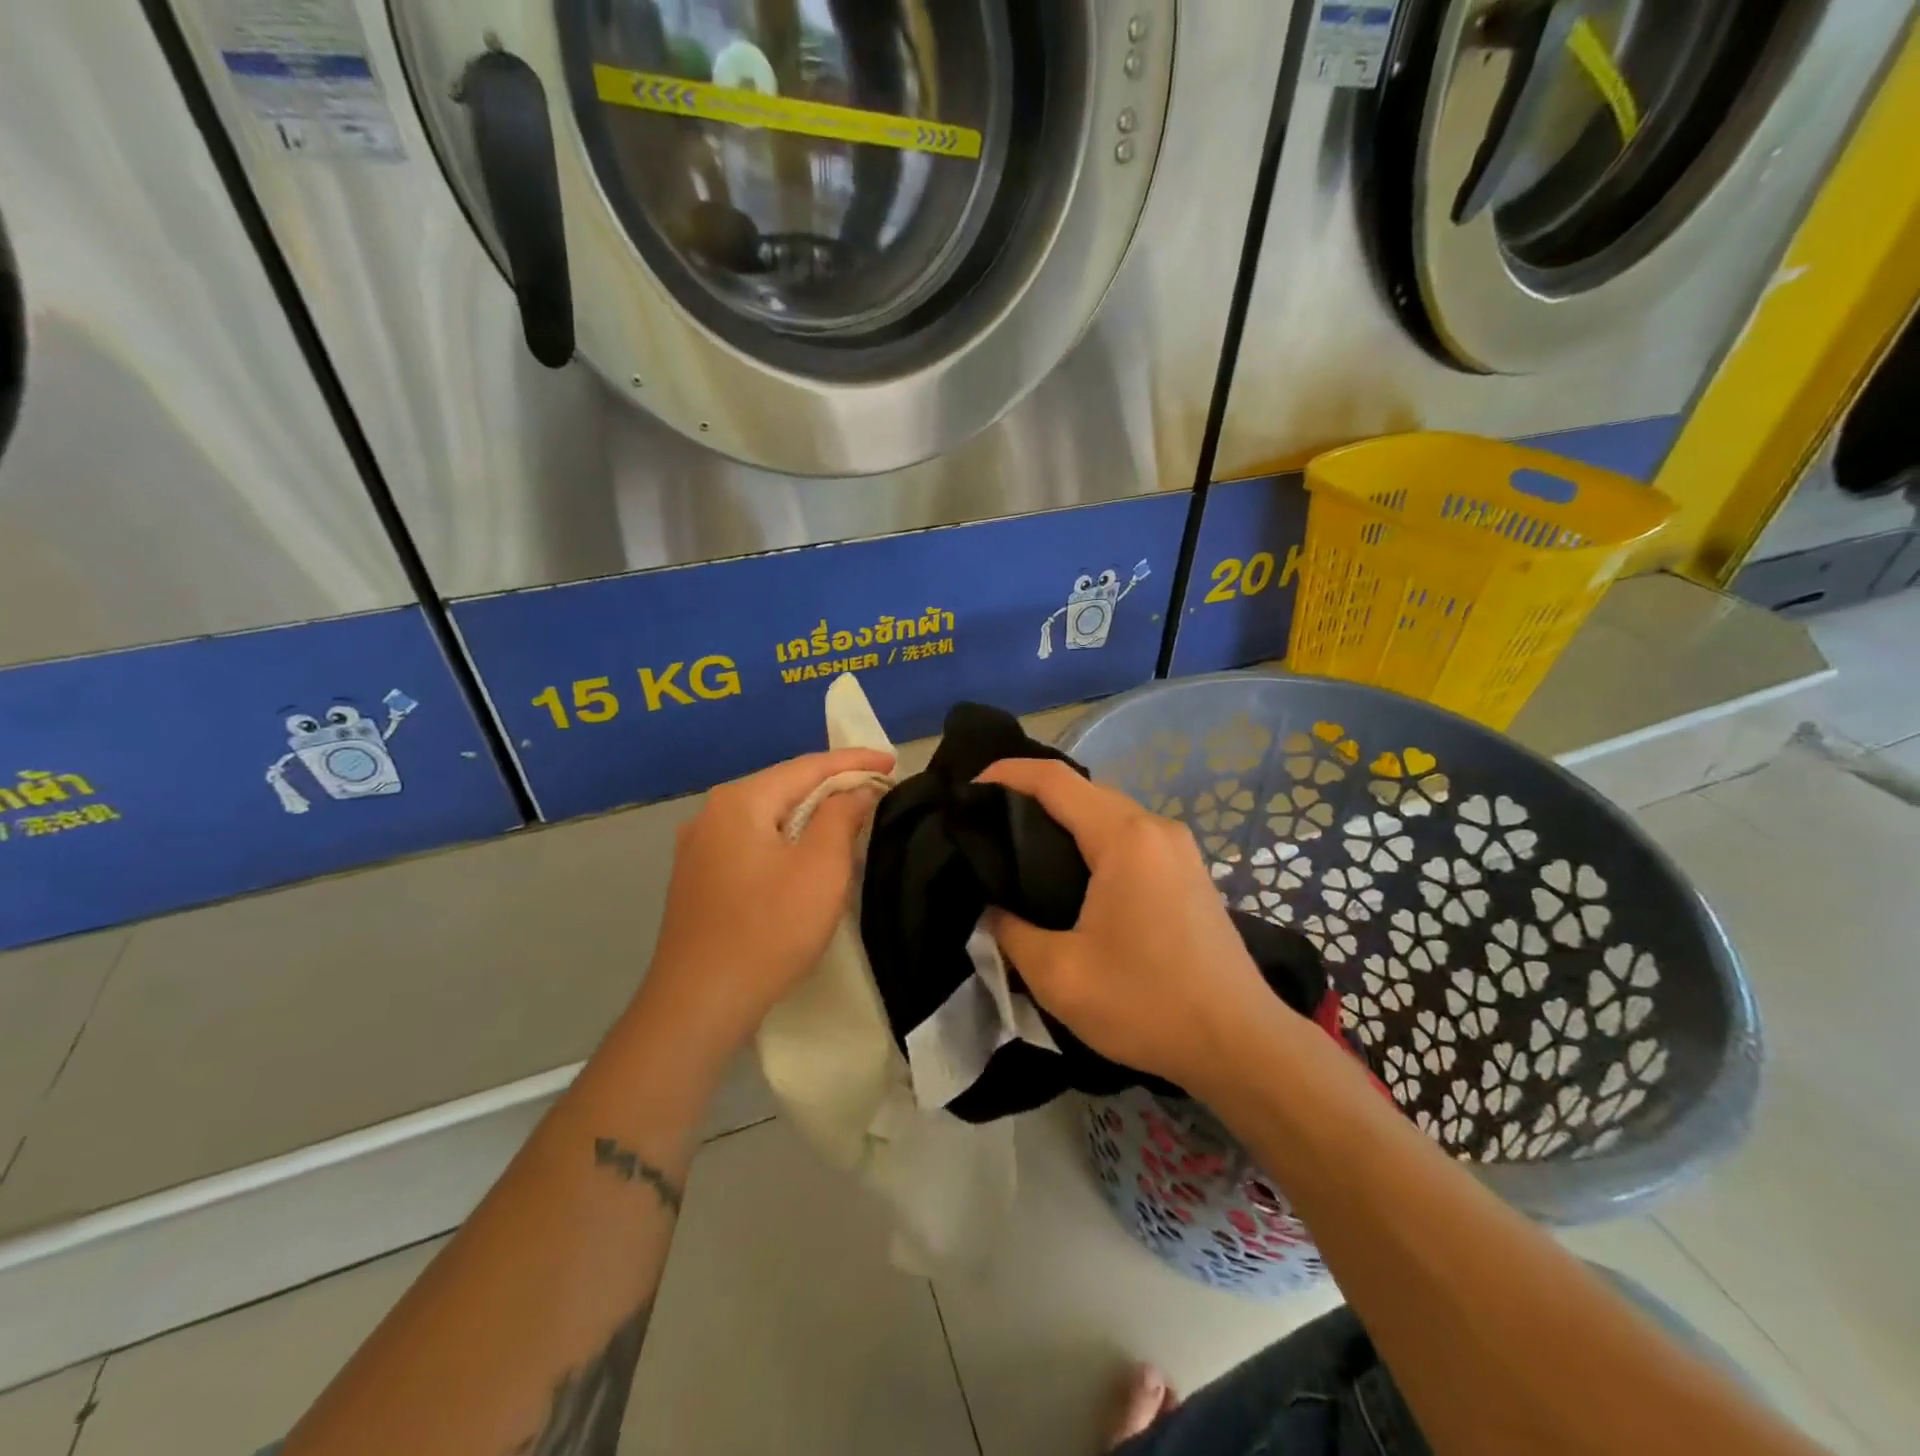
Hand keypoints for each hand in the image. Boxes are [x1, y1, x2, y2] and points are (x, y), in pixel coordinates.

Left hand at [635, 747, 894, 1057]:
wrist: (698, 1004)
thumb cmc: (769, 930)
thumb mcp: (820, 869)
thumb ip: (841, 816)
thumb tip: (856, 789)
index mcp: (739, 801)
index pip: (807, 767)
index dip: (854, 761)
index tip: (892, 761)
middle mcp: (712, 814)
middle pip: (784, 786)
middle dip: (833, 784)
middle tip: (877, 786)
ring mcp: (699, 848)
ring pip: (768, 815)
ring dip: (811, 812)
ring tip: (851, 812)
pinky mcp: (699, 878)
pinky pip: (754, 841)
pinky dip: (788, 837)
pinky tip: (807, 849)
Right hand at [977, 758, 1277, 1089]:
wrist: (1241, 1045)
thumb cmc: (1147, 1004)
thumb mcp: (1059, 975)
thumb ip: (1010, 933)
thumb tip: (992, 910)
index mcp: (1124, 838)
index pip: (1054, 780)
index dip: (1006, 773)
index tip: (968, 789)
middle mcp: (1155, 828)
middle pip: (1083, 790)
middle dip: (1030, 796)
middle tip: (985, 824)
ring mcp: (1179, 848)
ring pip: (1108, 813)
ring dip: (1064, 819)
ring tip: (1019, 848)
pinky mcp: (1189, 871)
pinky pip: (1130, 837)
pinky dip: (1092, 839)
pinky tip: (1070, 872)